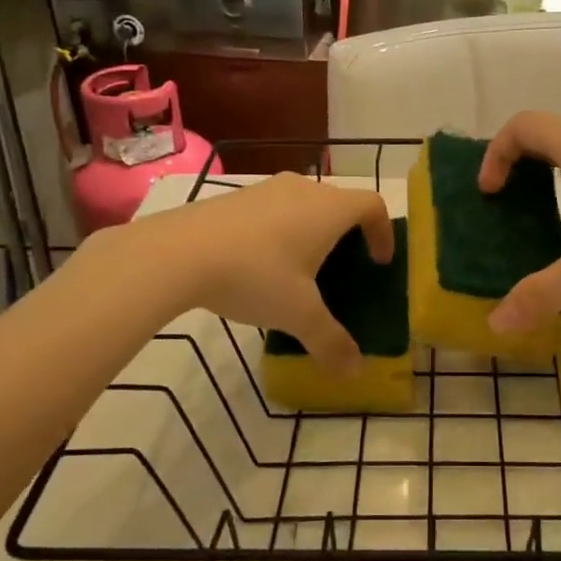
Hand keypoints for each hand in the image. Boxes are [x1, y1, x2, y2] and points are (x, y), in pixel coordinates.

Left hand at [129, 174, 393, 373]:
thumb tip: (355, 372)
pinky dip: (279, 231)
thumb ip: (330, 341)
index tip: (379, 262)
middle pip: (338, 203)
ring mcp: (265, 189)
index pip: (373, 204)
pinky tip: (258, 265)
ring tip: (299, 270)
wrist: (177, 253)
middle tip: (342, 269)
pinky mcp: (233, 198)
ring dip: (310, 232)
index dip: (383, 231)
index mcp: (329, 209)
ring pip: (303, 205)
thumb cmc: (255, 275)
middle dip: (346, 234)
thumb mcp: (298, 315)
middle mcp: (302, 189)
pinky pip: (271, 210)